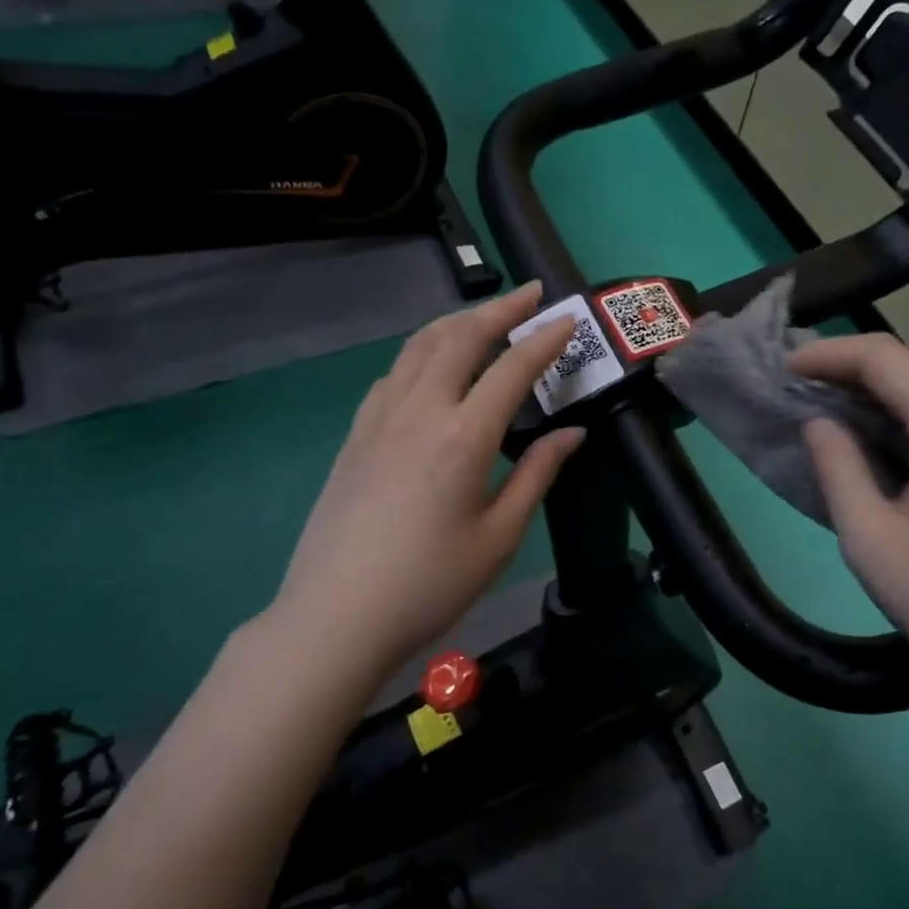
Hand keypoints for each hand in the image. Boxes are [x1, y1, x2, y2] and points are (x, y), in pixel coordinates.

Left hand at [266, 282, 583, 675]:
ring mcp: (379, 418)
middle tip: (530, 293)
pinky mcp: (356, 434)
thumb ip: (537, 475)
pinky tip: (431, 365)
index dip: (544, 339)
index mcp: (463, 436)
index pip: (512, 368)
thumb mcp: (499, 536)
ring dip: (457, 321)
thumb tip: (572, 434)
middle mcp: (419, 410)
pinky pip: (393, 372)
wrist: (337, 616)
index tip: (568, 319)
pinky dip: (422, 351)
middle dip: (499, 308)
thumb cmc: (430, 583)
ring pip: (419, 346)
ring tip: (484, 316)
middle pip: (460, 337)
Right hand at [791, 334, 908, 701]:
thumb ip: (837, 466)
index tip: (784, 367)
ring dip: (875, 394)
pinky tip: (869, 436)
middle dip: (848, 371)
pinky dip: (903, 417)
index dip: (828, 354)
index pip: (885, 358)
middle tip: (795, 388)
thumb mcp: (869, 537)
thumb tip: (818, 421)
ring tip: (821, 408)